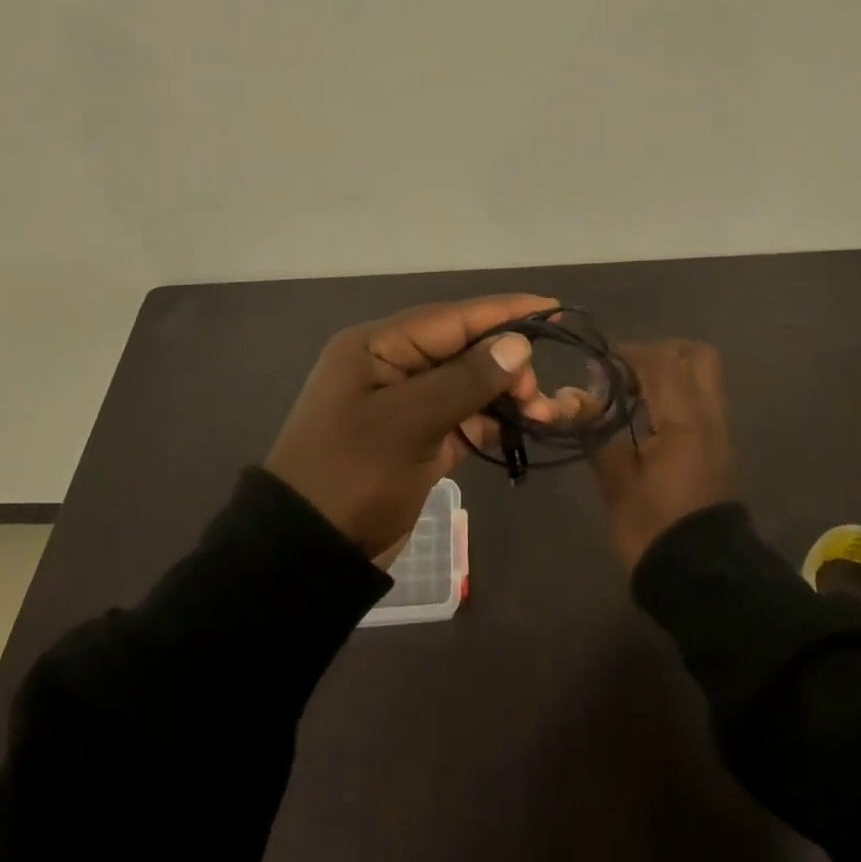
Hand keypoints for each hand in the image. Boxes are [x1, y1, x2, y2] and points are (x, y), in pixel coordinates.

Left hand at [265, 295, 556, 555]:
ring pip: (468, 384)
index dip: (502, 311)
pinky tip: (522, 427)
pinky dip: (491, 421)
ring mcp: (406, 405)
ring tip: (540, 413)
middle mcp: (393, 366)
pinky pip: (463, 417)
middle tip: (537, 394)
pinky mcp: (418, 439)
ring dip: (504, 394)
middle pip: (463, 349)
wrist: (309, 555)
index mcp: (377, 347)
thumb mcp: (408, 423)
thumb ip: (466, 380)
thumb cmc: (352, 475)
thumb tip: (519, 345)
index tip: (551, 306)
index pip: (451, 318)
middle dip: (506, 363)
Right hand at [589, 340, 731, 570]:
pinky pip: (704, 398)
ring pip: (704, 375)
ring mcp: (719, 430)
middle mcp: (708, 415)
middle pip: (696, 356)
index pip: (660, 362)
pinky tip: (652, 415)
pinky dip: (680, 391)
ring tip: (637, 392)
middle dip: (661, 353)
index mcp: (683, 420)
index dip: (629, 354)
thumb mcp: (617, 481)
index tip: (601, 365)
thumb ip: (597, 432)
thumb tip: (572, 398)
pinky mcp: (720, 446)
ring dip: (672, 371)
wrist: (702, 577)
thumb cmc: (654, 528)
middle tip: (629, 371)